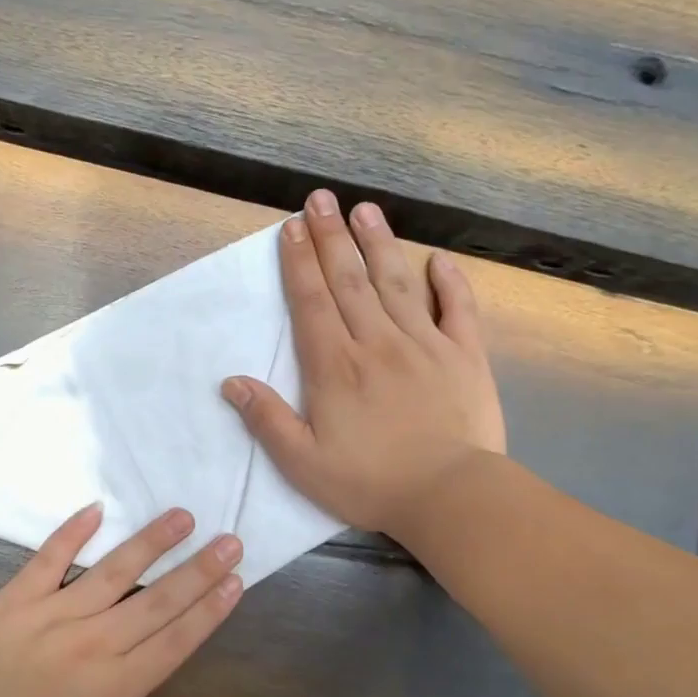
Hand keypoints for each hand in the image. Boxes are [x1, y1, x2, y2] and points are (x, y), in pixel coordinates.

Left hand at [0, 504, 241, 696]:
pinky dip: (73, 532)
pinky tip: (97, 509)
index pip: (177, 638)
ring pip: (113, 571)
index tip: (235, 580)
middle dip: (199, 569)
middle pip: (158, 599)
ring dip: (151, 542)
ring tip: (182, 517)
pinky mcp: (17, 598)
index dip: (210, 608)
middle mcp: (95, 642)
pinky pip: (50, 559)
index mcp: (118, 686)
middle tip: (229, 540)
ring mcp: (54, 615)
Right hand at [222, 191, 505, 536]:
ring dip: (379, 244)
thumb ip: (268, 420)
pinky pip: (458, 309)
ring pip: (397, 283)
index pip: (312, 303)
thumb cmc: (370, 483)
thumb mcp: (303, 463)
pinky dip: (449, 282)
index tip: (291, 228)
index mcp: (336, 366)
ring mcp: (425, 345)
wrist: (450, 496)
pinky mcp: (465, 357)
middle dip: (332, 238)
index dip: (299, 263)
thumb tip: (232, 382)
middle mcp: (377, 343)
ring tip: (365, 211)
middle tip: (321, 199)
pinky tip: (438, 259)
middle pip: (350, 281)